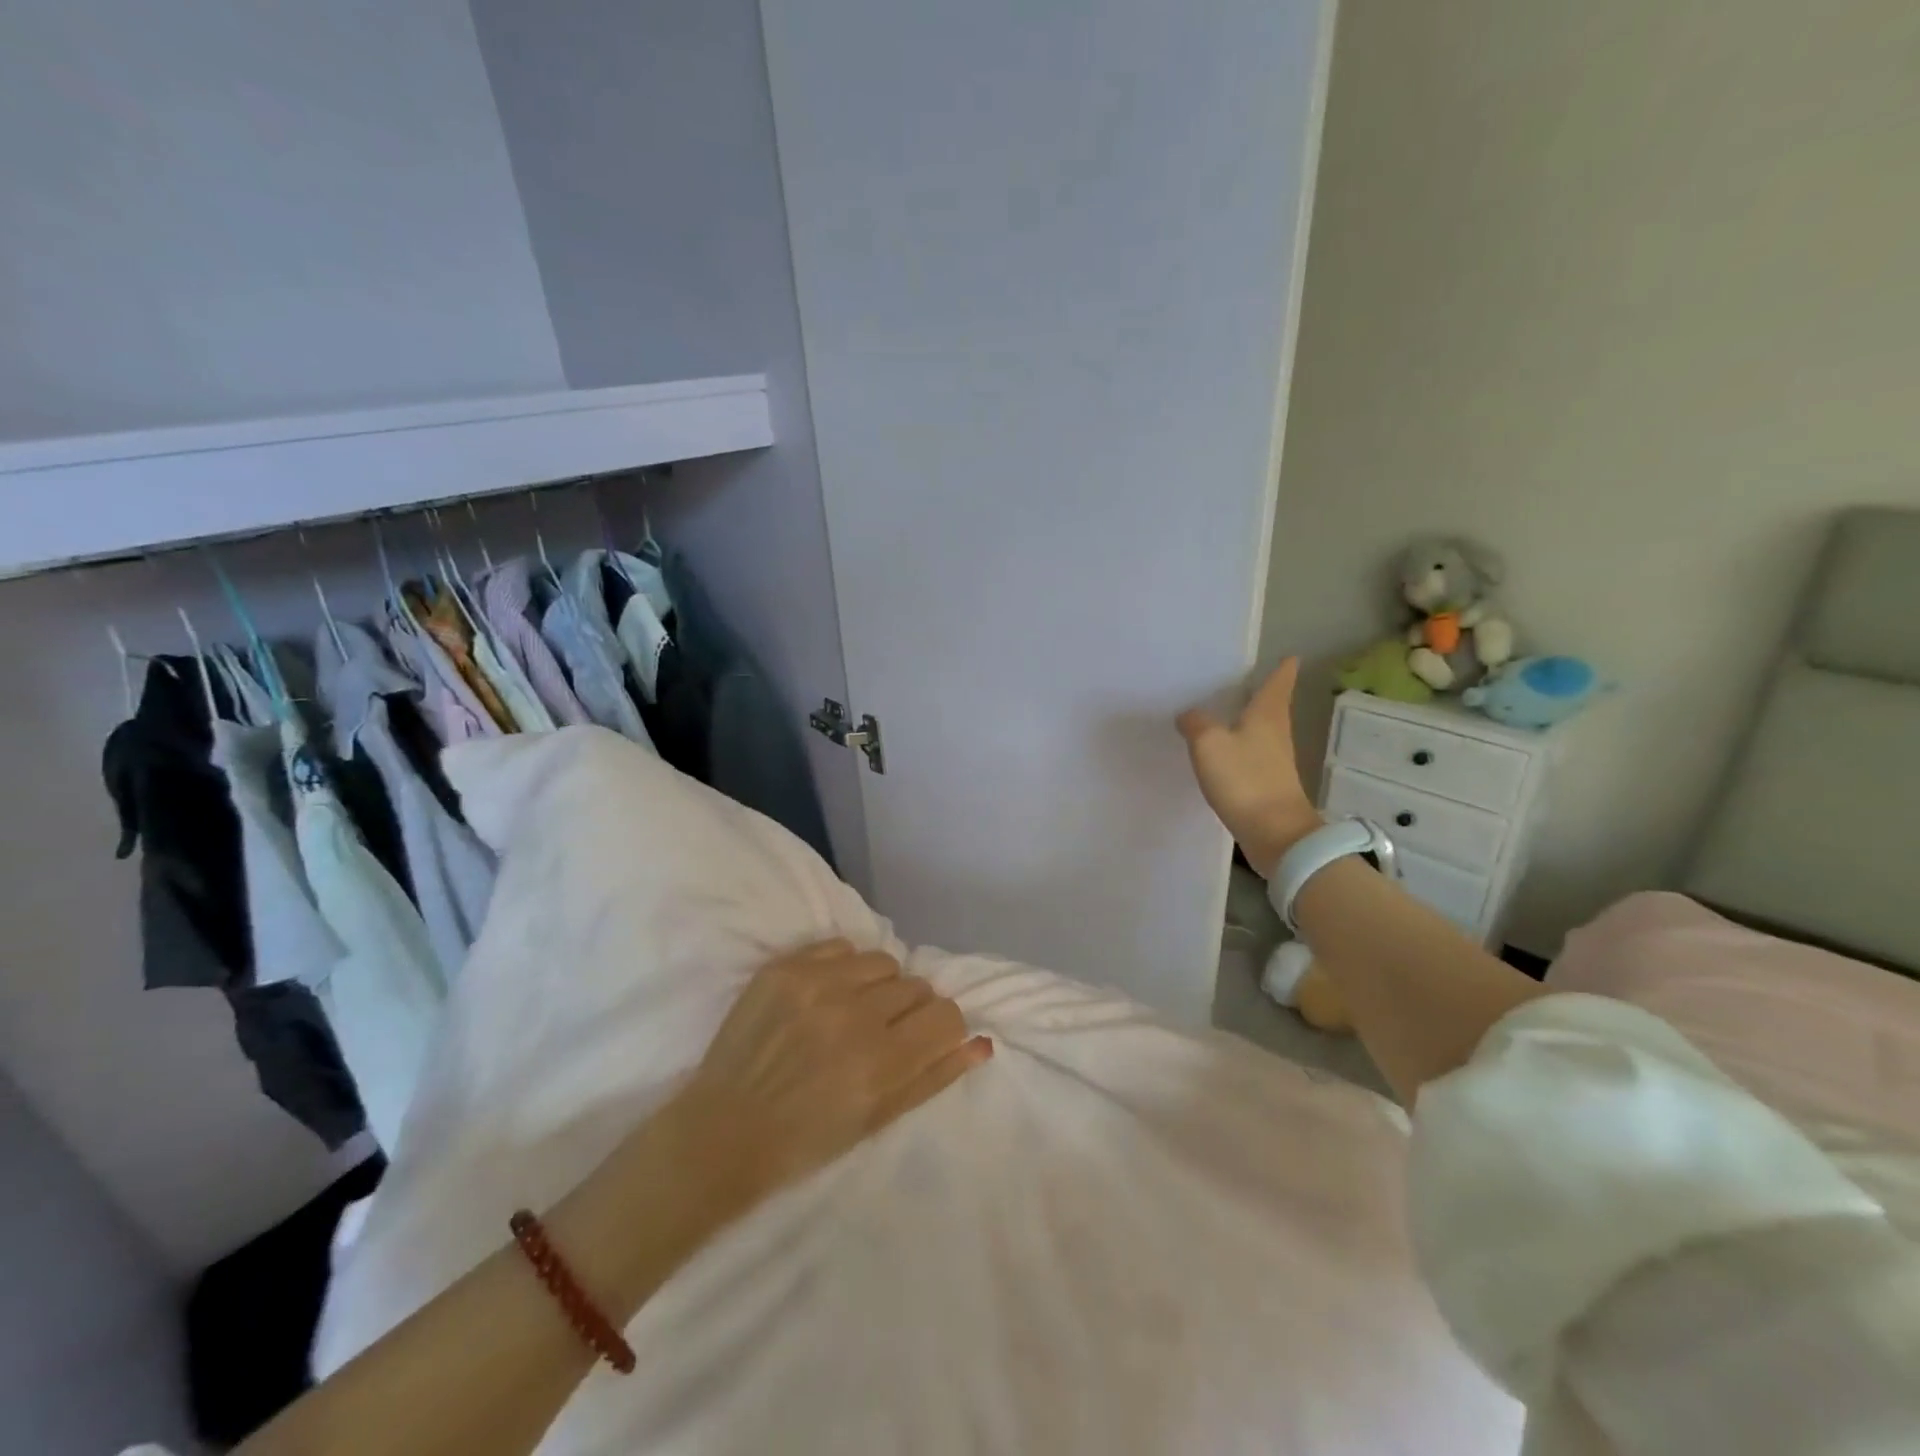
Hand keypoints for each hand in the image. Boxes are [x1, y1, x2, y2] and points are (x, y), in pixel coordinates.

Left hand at [670, 941, 991, 1207]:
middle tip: (879, 1034)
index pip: (946, 1015)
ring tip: (850, 1011)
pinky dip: (842, 968)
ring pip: (882, 961)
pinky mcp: (785, 968)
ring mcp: (816, 985)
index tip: (922, 1039)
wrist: (723, 1130)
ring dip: (877, 985)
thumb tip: (982, 1042)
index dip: (940, 1027)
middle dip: (907, 1009)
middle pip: (916, 986)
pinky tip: (824, 996)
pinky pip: (841, 947)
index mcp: (881, 1062)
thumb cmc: (806, 1140)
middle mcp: (854, 1015)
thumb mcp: (878, 1119)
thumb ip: (934, 1076)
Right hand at [1177, 657, 1321, 877]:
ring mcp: (1275, 760)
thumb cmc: (1244, 779)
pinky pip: (1252, 755)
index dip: (1283, 669)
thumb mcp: (1209, 744)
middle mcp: (1276, 733)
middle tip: (1246, 681)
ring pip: (1262, 731)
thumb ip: (1195, 723)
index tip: (1289, 657)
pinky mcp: (1267, 784)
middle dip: (1262, 693)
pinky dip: (1240, 747)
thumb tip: (1189, 715)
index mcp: (1267, 715)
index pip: (1279, 682)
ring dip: (1249, 721)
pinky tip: (1223, 752)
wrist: (1274, 832)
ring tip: (1227, 713)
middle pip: (1272, 706)